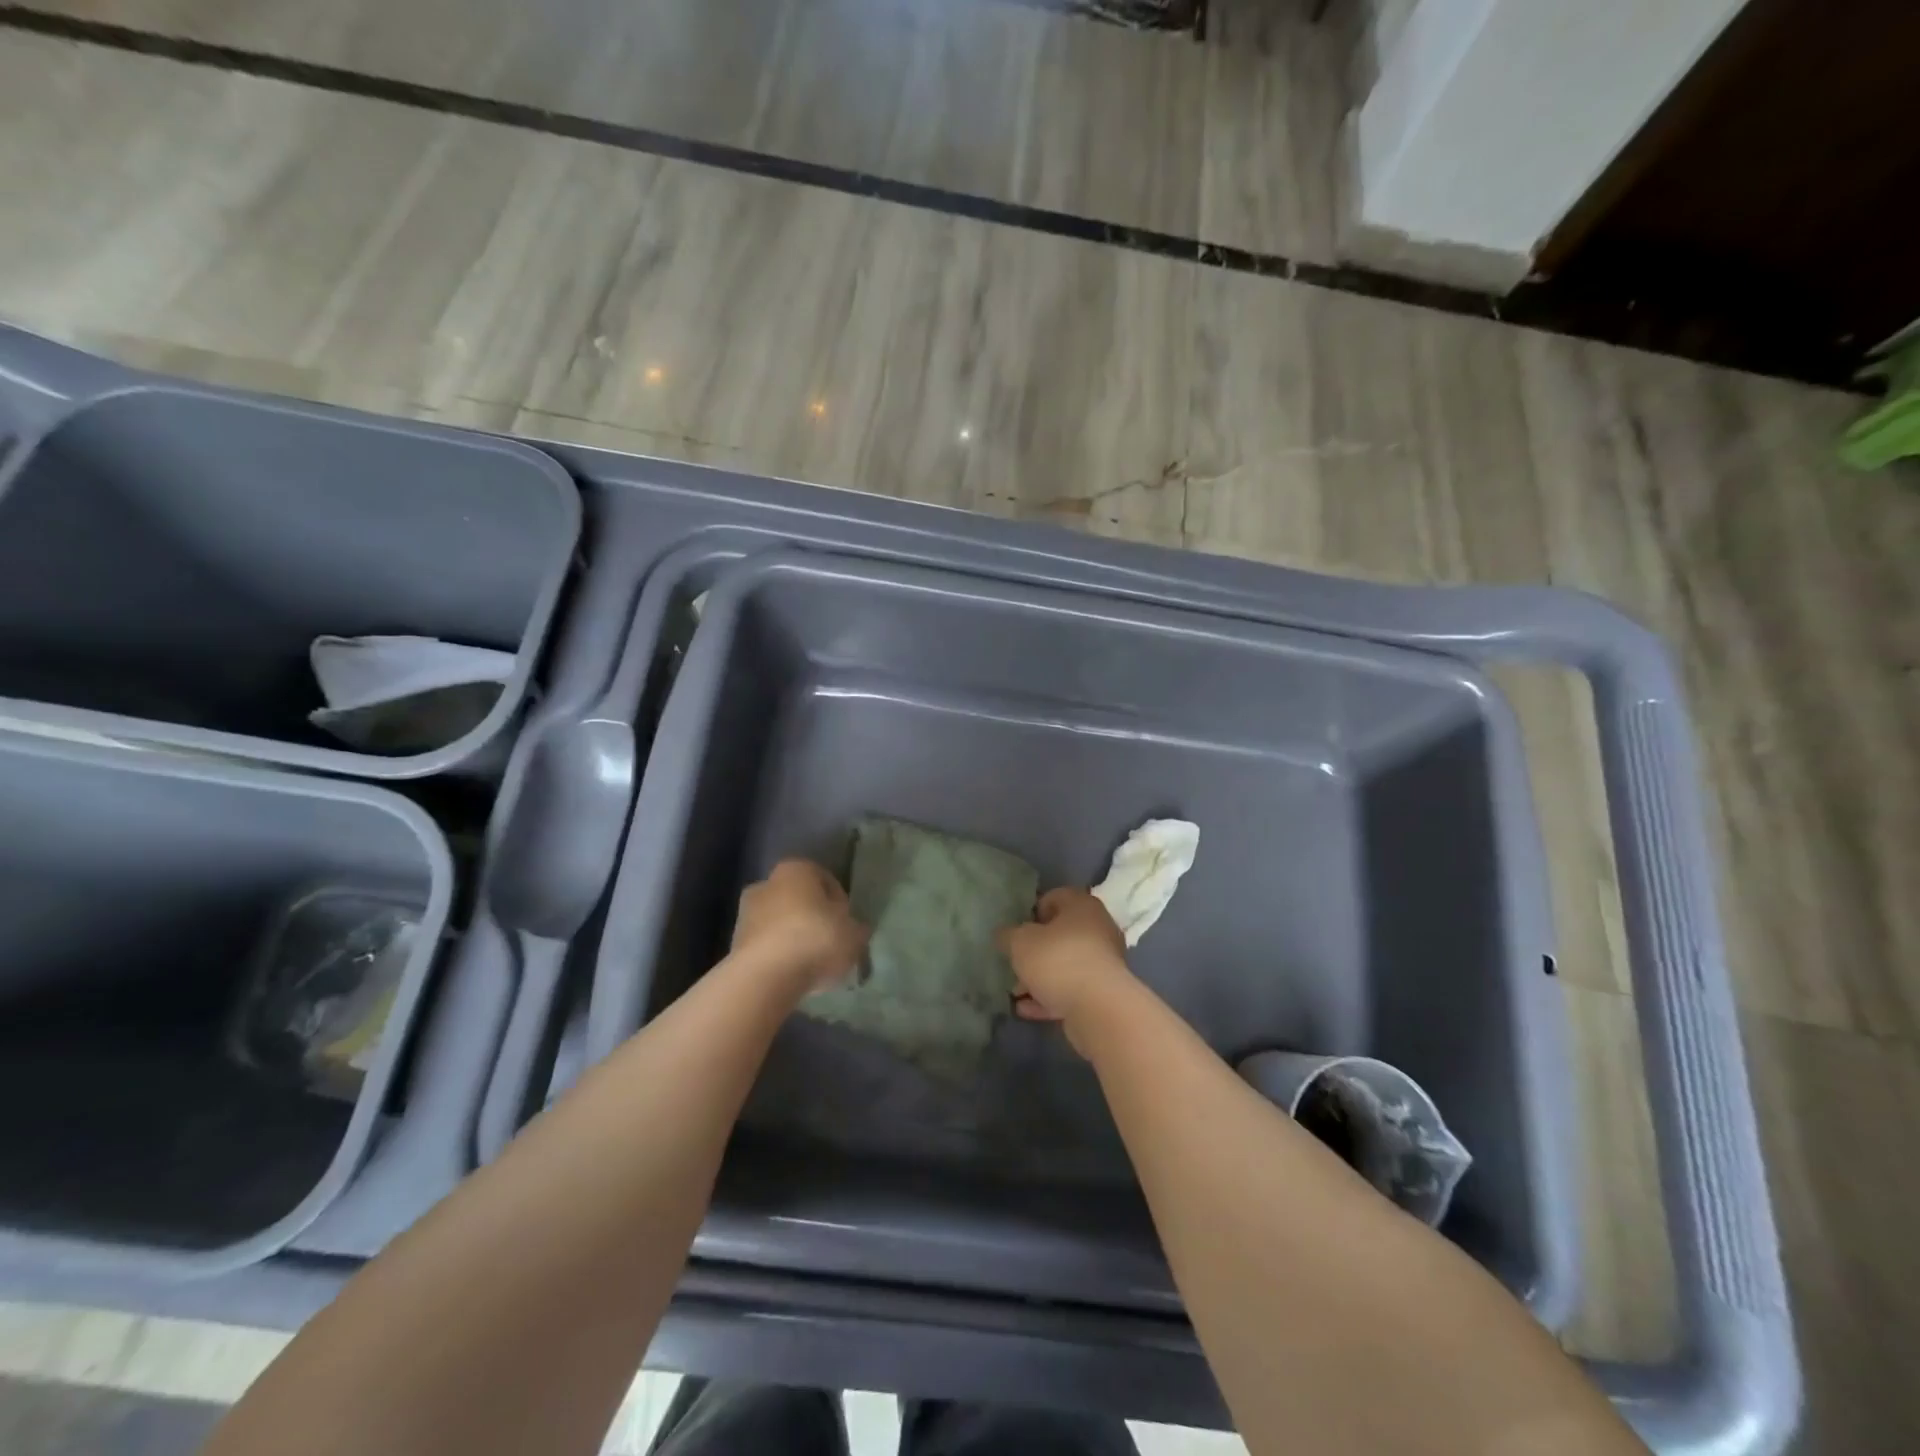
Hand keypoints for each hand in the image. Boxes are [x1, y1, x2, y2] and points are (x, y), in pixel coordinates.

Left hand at [732, 859, 868, 992]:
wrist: (764, 977)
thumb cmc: (815, 940)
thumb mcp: (854, 934)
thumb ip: (857, 929)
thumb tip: (855, 930)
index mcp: (797, 869)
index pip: (826, 880)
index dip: (841, 903)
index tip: (848, 925)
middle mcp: (767, 882)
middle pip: (799, 900)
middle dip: (814, 918)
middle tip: (830, 942)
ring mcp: (746, 913)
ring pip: (780, 922)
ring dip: (794, 938)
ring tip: (813, 964)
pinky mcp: (734, 944)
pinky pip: (767, 946)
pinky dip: (779, 956)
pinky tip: (793, 975)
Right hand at [998, 888, 1132, 1049]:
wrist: (1099, 1008)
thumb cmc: (1058, 960)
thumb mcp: (1020, 942)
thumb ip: (1008, 935)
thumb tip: (1003, 934)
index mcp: (1081, 906)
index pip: (1053, 897)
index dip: (1031, 912)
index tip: (1015, 930)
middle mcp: (1097, 929)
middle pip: (1059, 934)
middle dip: (1033, 950)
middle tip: (1013, 962)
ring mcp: (1103, 962)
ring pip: (1064, 965)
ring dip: (1039, 977)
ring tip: (1015, 993)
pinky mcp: (1103, 992)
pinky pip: (1071, 989)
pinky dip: (1050, 997)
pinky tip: (1026, 1009)